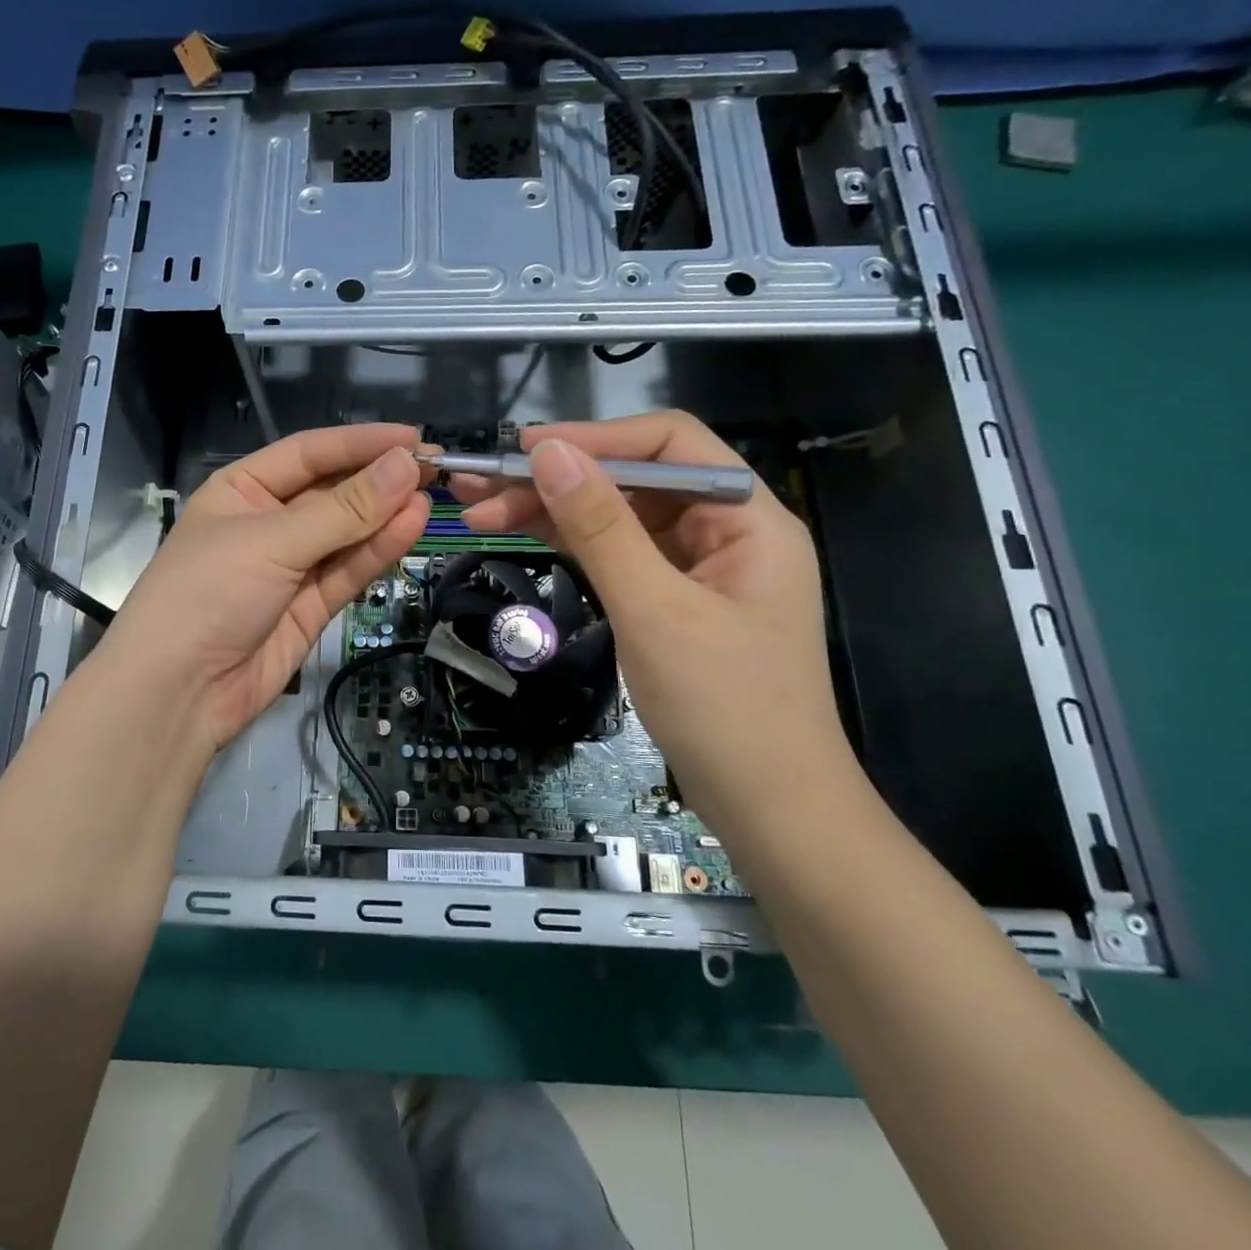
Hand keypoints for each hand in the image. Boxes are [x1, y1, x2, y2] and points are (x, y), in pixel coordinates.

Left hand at [94, 424, 429, 758]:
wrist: (177, 692)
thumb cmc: (208, 593)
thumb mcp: (273, 541)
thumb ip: (344, 509)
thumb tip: (405, 465)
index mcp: (242, 490)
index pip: (308, 453)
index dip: (359, 443)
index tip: (412, 438)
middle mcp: (268, 522)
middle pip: (332, 492)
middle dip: (379, 480)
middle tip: (435, 468)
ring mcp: (291, 567)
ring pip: (347, 533)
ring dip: (386, 515)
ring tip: (432, 495)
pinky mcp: (310, 606)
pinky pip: (349, 570)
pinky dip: (379, 550)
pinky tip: (412, 526)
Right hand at [448, 413, 859, 833]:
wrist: (769, 812)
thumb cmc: (725, 709)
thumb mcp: (654, 611)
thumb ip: (601, 527)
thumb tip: (548, 453)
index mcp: (747, 518)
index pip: (669, 444)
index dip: (595, 437)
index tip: (523, 450)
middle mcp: (725, 530)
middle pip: (634, 481)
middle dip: (558, 480)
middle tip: (481, 489)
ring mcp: (698, 568)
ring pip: (618, 518)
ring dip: (553, 511)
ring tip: (481, 513)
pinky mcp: (673, 601)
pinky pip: (617, 556)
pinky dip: (571, 545)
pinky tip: (523, 536)